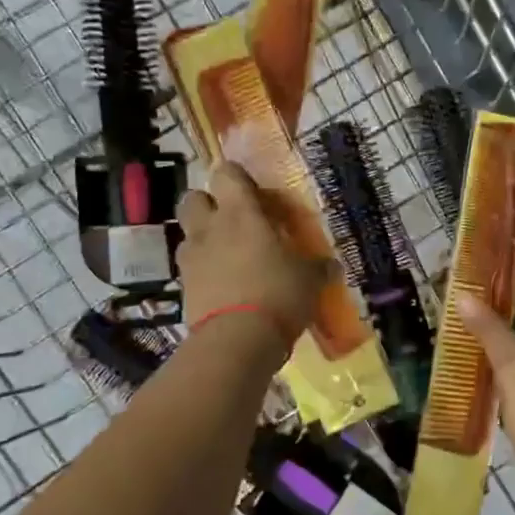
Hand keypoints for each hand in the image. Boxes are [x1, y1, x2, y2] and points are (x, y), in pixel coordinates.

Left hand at [175, 163, 328, 346]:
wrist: (237, 341)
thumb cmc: (278, 294)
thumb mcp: (309, 279)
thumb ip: (318, 267)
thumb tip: (331, 265)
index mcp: (241, 213)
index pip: (226, 173)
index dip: (237, 177)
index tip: (254, 192)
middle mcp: (210, 228)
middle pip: (194, 198)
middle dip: (209, 204)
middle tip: (234, 221)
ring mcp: (191, 258)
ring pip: (188, 234)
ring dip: (204, 238)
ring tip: (229, 256)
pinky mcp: (183, 288)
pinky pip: (190, 268)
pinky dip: (203, 271)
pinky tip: (224, 285)